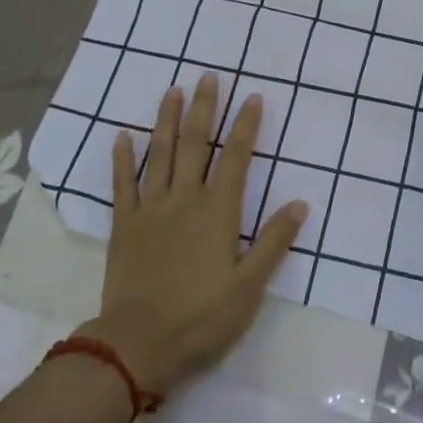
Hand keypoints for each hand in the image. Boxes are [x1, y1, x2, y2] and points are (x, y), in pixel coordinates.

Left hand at [82, 74, 306, 395]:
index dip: (246, 126)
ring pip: (161, 154)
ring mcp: (151, 209)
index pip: (237, 157)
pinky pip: (122, 184)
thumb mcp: (249, 287)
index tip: (252, 97)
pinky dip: (123, 159)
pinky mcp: (124, 225)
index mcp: (218, 211)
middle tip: (209, 77)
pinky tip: (122, 135)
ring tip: (173, 91)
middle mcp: (185, 199)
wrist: (137, 345)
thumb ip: (274, 242)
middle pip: (197, 144)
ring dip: (167, 121)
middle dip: (205, 108)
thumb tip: (300, 203)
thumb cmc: (201, 317)